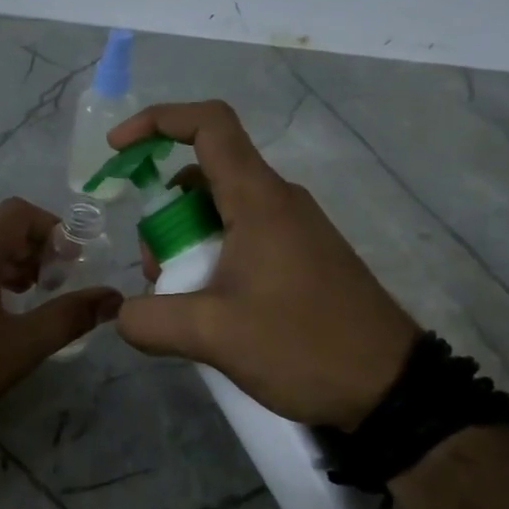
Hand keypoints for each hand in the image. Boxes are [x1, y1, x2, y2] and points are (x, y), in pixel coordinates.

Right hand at [110, 101, 419, 427]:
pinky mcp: (301, 257)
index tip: (117, 149)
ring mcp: (293, 229)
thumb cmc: (303, 345)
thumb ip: (150, 320)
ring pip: (220, 211)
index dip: (158, 121)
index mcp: (258, 200)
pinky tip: (208, 309)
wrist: (390, 387)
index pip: (209, 125)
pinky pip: (242, 237)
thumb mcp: (212, 335)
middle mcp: (277, 202)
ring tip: (177, 298)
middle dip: (162, 216)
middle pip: (203, 177)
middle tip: (153, 272)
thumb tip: (122, 314)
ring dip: (184, 243)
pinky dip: (210, 258)